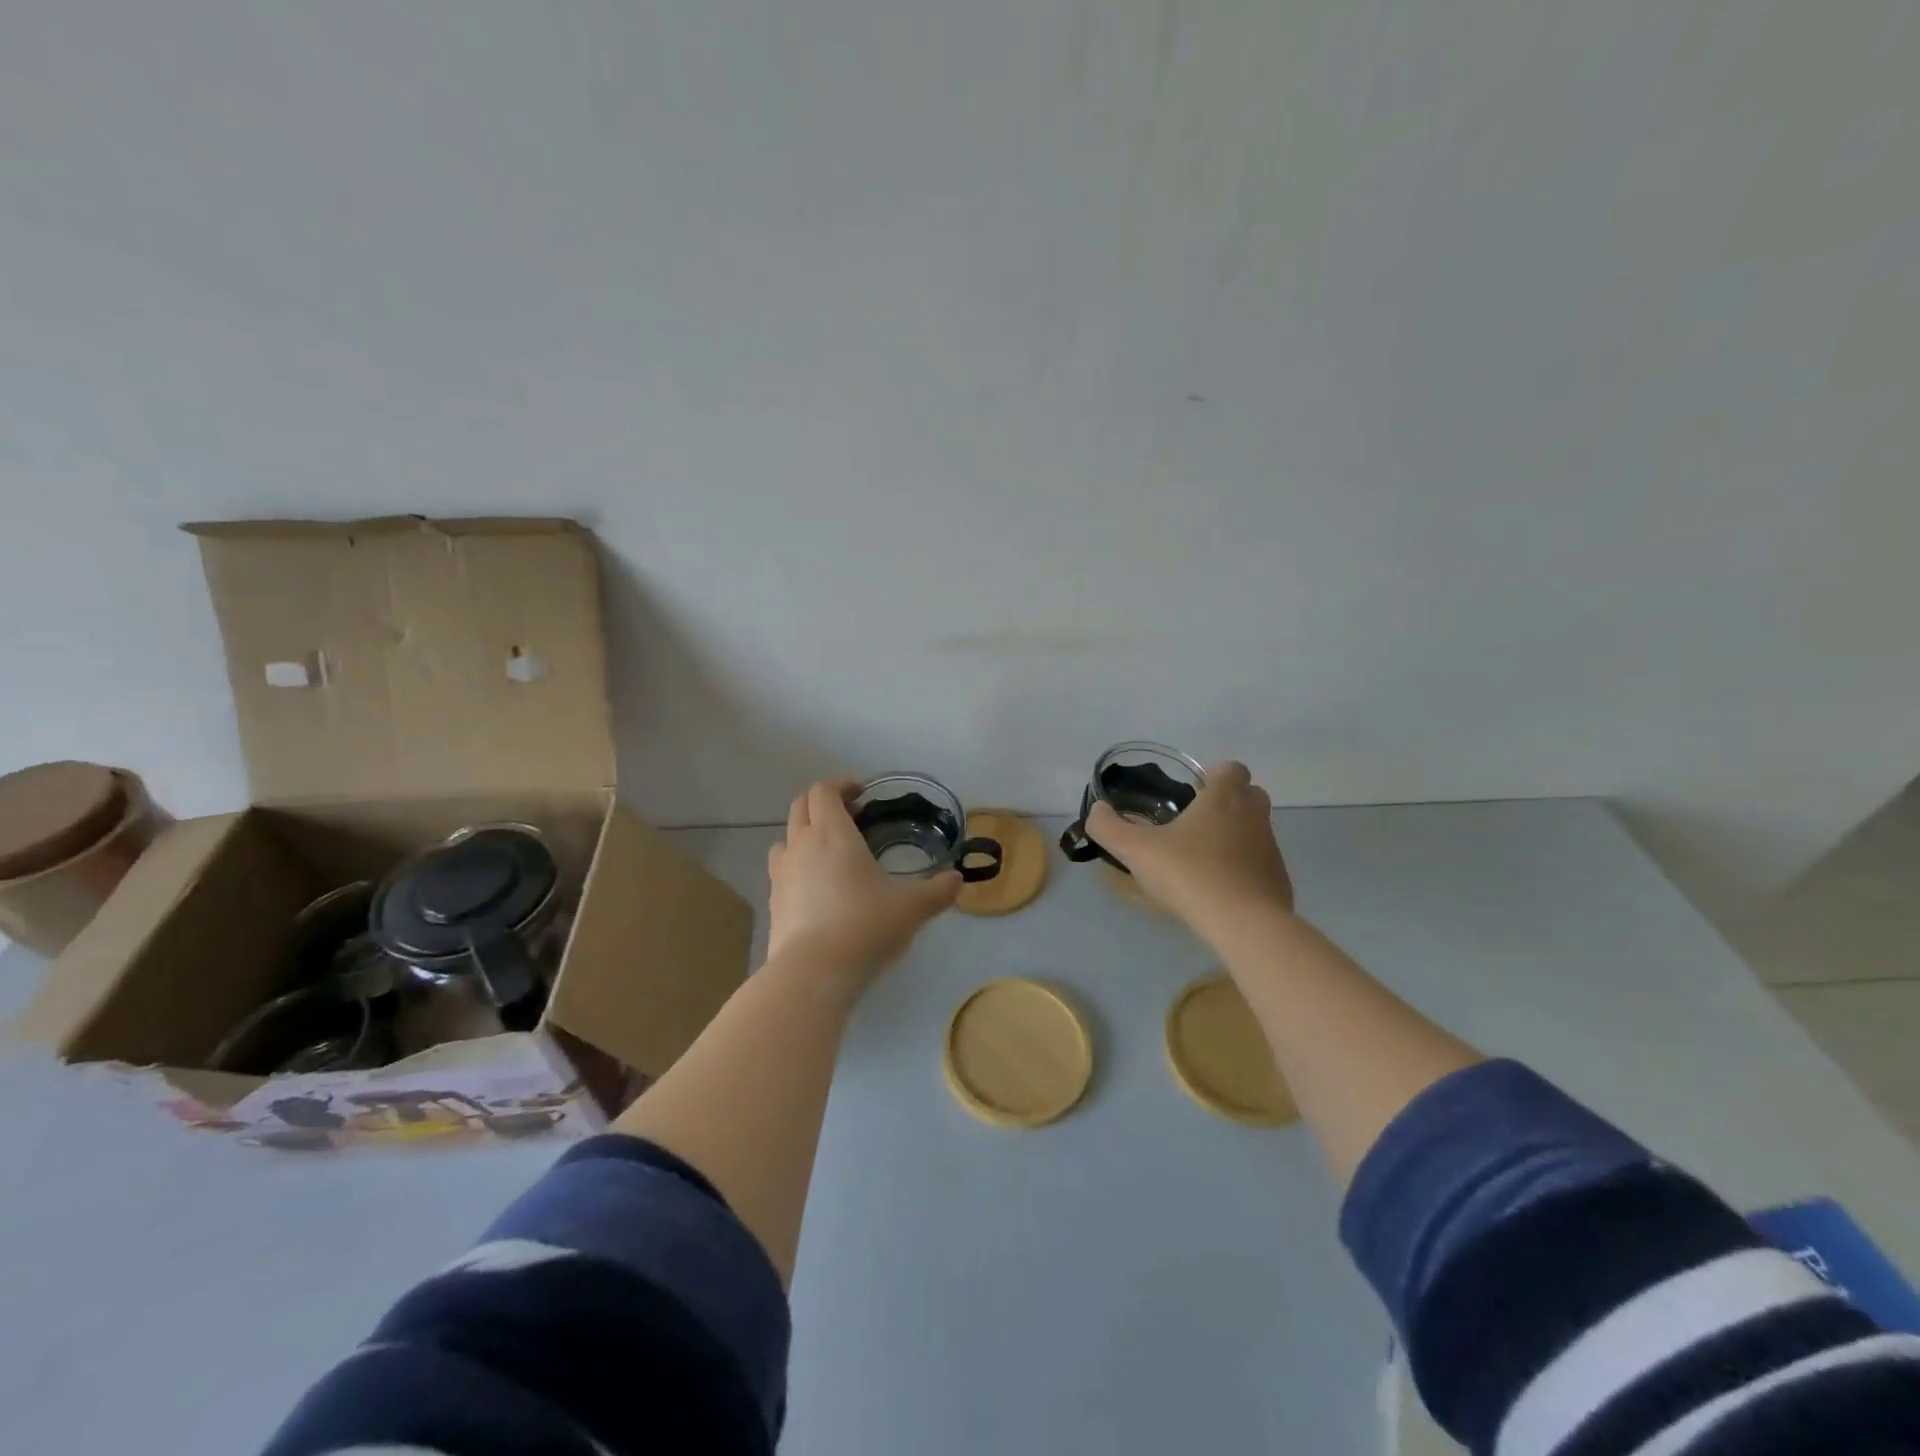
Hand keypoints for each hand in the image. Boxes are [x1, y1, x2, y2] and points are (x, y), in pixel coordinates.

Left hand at [765, 779, 961, 990]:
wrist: (813, 972)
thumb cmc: (865, 926)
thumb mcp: (913, 907)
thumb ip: (939, 890)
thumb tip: (957, 880)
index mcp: (832, 833)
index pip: (824, 790)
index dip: (841, 785)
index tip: (862, 793)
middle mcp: (801, 845)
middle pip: (800, 806)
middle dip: (824, 803)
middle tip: (853, 817)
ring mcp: (782, 873)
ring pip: (786, 837)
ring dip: (806, 833)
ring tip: (832, 852)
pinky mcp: (773, 902)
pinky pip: (782, 870)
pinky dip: (798, 866)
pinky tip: (819, 889)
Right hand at [1085, 761, 1292, 928]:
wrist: (1244, 925)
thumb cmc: (1190, 874)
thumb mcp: (1135, 850)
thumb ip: (1108, 827)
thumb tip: (1096, 811)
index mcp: (1224, 798)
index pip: (1231, 769)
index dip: (1214, 776)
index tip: (1193, 794)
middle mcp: (1253, 816)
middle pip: (1250, 795)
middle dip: (1228, 803)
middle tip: (1195, 824)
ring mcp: (1271, 849)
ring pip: (1256, 831)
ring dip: (1235, 838)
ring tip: (1202, 861)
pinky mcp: (1279, 881)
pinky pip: (1261, 865)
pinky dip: (1244, 871)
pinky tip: (1219, 891)